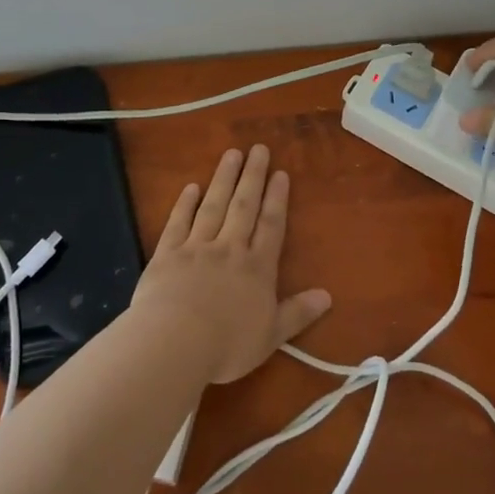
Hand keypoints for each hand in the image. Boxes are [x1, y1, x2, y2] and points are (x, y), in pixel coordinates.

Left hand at [130, 145, 332, 384]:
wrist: (174, 342)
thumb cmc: (227, 345)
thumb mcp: (271, 335)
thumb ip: (298, 314)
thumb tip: (327, 296)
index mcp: (257, 268)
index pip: (271, 226)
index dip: (277, 198)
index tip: (281, 173)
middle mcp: (229, 249)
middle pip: (244, 206)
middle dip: (253, 176)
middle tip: (259, 148)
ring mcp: (196, 247)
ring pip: (214, 206)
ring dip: (224, 178)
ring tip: (232, 154)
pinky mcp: (167, 254)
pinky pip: (178, 223)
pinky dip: (185, 204)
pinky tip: (191, 187)